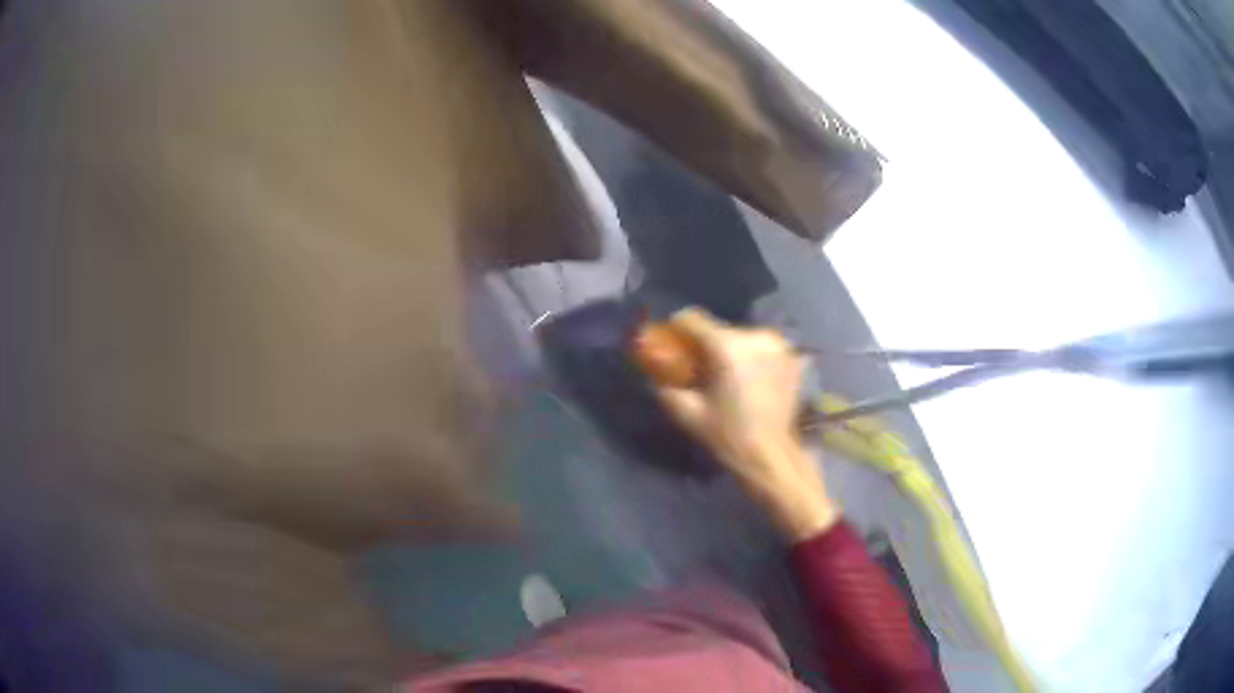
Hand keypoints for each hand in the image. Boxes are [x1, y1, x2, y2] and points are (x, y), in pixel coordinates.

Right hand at [654, 309, 838, 541]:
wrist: (771, 455)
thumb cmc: (728, 435)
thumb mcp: (687, 412)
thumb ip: (666, 385)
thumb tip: (653, 370)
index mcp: (728, 347)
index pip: (693, 318)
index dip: (677, 327)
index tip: (673, 343)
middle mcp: (756, 337)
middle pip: (720, 329)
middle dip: (707, 344)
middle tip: (702, 368)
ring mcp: (778, 345)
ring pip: (742, 337)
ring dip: (732, 351)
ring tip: (729, 377)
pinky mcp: (792, 357)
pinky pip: (763, 348)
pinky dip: (753, 358)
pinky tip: (752, 380)